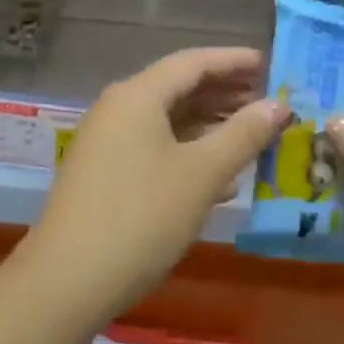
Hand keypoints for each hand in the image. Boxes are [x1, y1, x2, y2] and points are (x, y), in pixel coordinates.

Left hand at [22, 47, 289, 325]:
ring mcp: (108, 142)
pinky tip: (220, 178)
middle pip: (179, 88)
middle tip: (267, 101)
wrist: (66, 282)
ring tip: (251, 135)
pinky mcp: (105, 173)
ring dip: (209, 125)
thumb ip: (242, 135)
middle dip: (224, 93)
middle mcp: (119, 108)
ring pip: (167, 120)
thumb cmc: (140, 217)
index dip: (233, 61)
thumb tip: (278, 106)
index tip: (269, 65)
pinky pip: (154, 147)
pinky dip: (188, 152)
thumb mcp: (201, 175)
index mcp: (138, 95)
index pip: (193, 62)